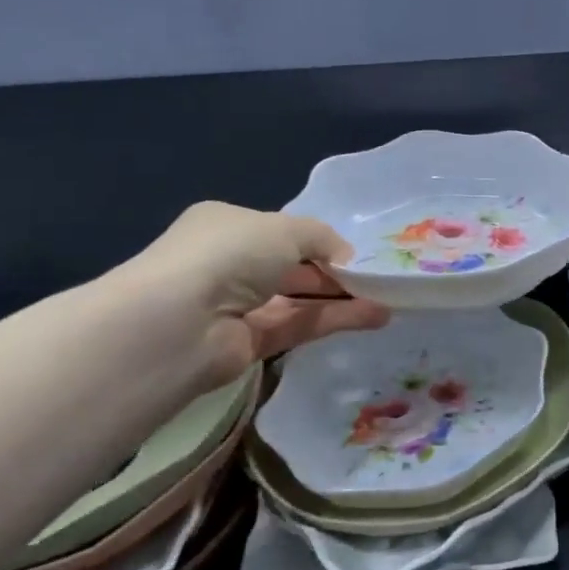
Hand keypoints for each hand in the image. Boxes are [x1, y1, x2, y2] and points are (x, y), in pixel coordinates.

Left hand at [117, 202, 390, 384]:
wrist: (179, 322)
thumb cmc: (229, 253)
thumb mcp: (285, 228)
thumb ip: (323, 238)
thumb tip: (347, 259)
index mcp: (228, 226)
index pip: (281, 232)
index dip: (319, 241)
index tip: (356, 253)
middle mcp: (230, 264)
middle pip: (293, 267)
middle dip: (335, 272)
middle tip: (379, 278)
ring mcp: (238, 306)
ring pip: (300, 299)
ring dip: (342, 299)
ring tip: (388, 300)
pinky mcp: (249, 344)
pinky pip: (299, 326)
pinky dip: (334, 320)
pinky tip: (374, 317)